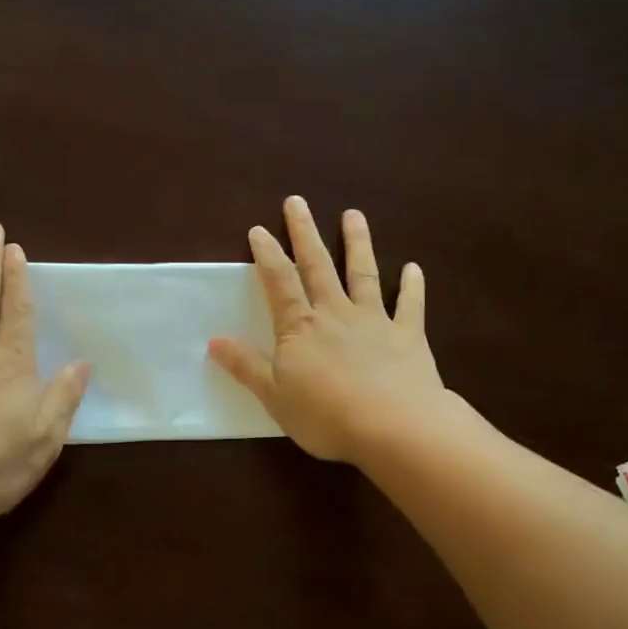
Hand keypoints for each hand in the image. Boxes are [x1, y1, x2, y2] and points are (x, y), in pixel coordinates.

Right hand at [208, 197, 447, 463]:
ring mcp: (375, 321)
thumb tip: (214, 341)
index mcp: (300, 328)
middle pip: (317, 266)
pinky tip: (413, 268)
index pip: (279, 283)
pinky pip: (410, 305)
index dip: (267, 255)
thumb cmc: (326, 416)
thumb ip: (247, 366)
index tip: (258, 229)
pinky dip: (412, 286)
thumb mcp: (274, 396)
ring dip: (357, 243)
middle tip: (297, 202)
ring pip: (363, 274)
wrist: (393, 426)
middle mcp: (336, 314)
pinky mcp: (408, 336)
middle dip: (305, 233)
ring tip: (354, 215)